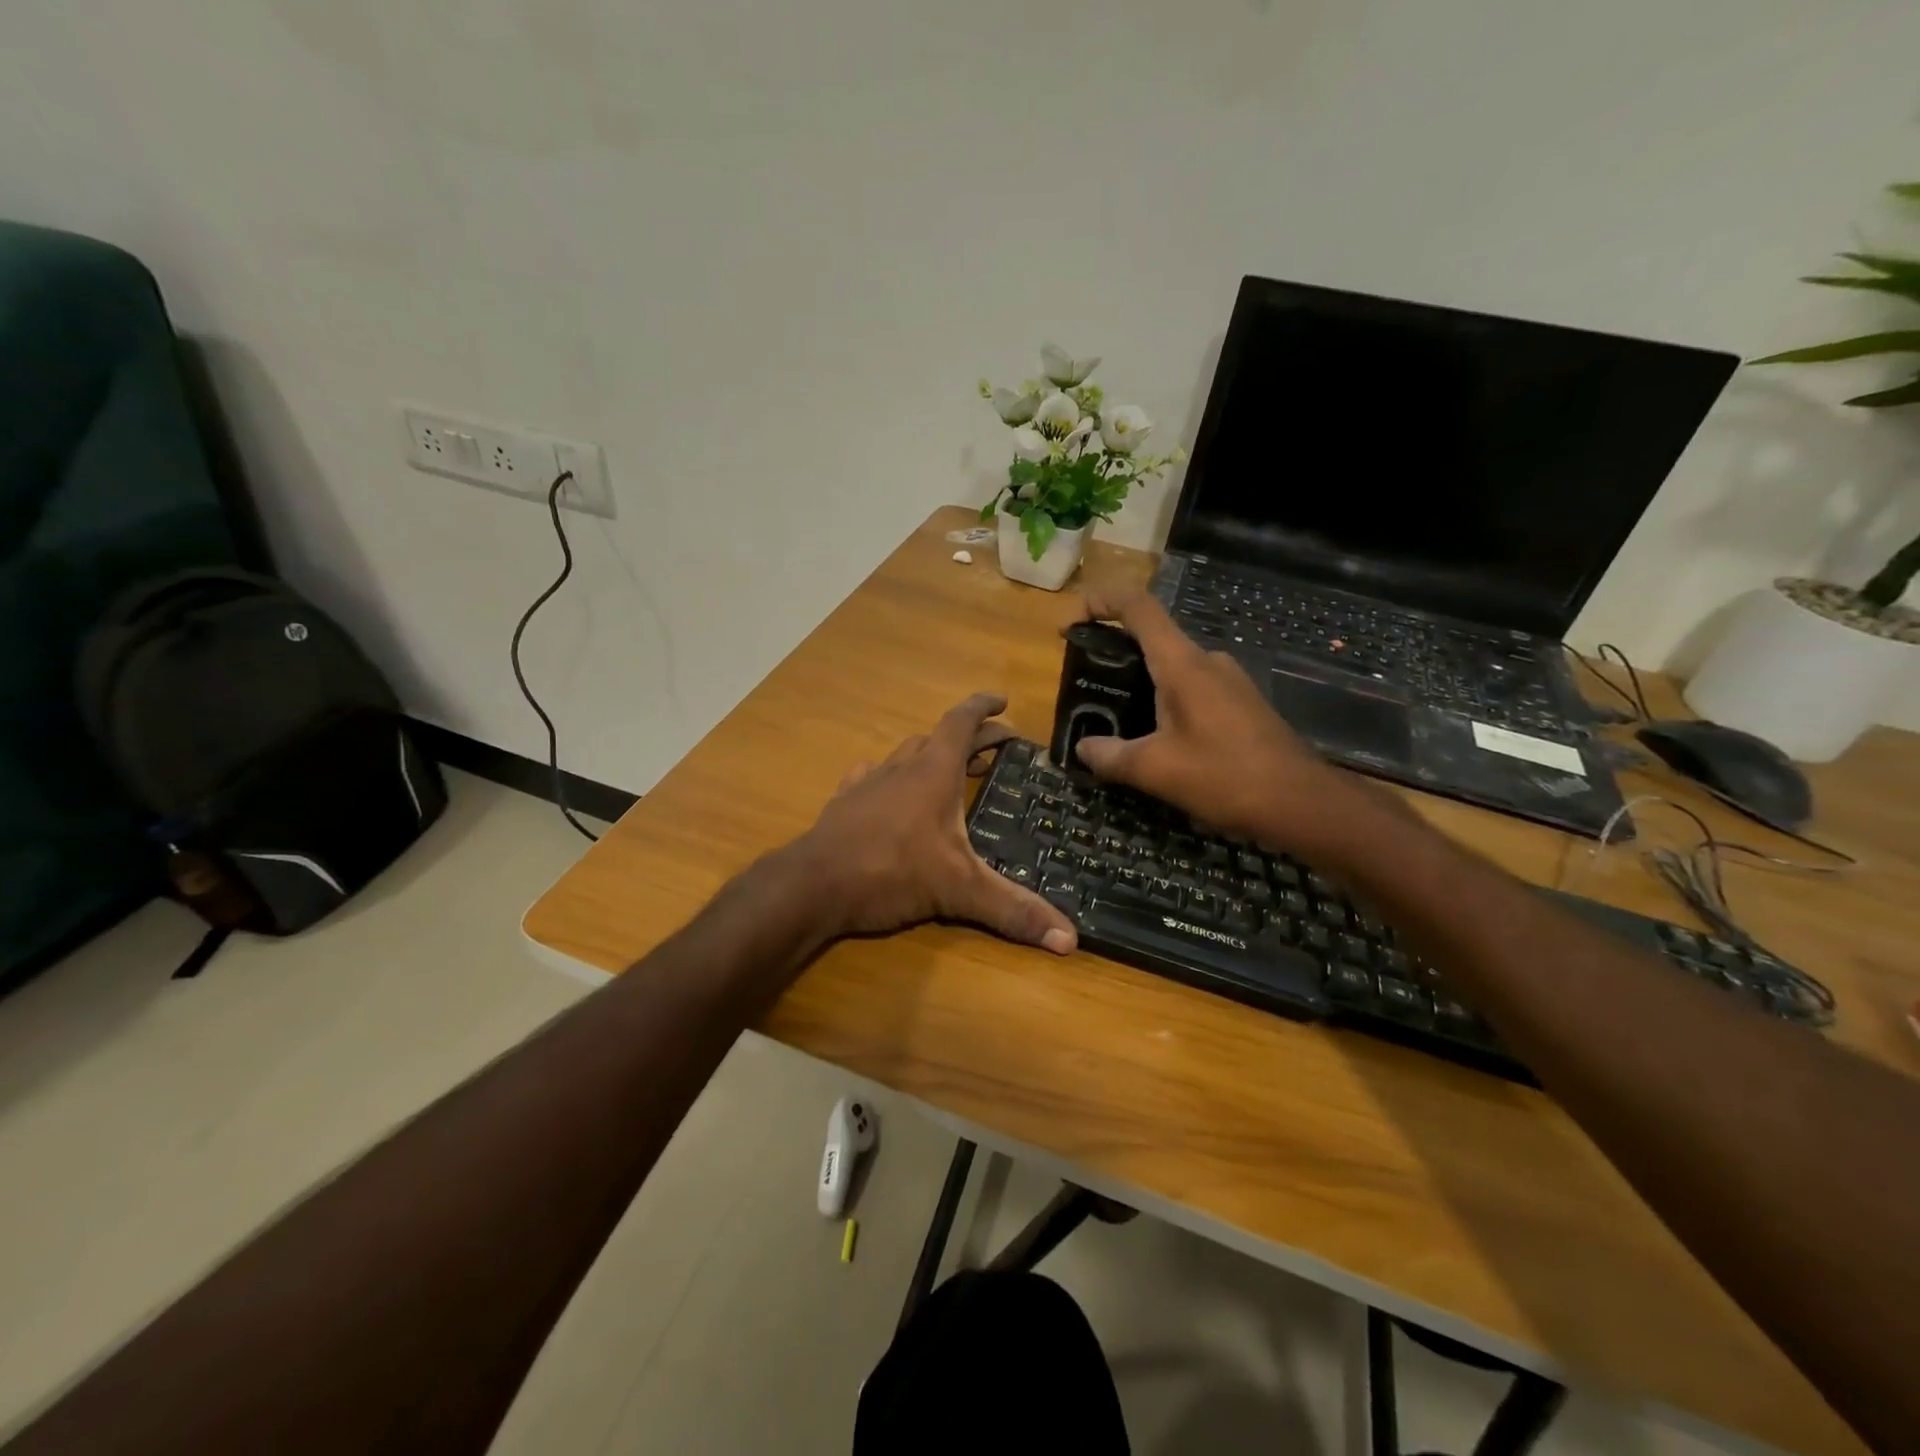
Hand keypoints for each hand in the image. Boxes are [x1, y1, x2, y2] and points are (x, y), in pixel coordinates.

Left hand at [796, 694, 1077, 952]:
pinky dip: (889, 777)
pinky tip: (889, 791)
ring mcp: (868, 784)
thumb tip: (1070, 940)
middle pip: (938, 738)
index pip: (962, 721)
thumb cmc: (891, 872)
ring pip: (905, 754)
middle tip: (995, 748)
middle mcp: (901, 768)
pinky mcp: (844, 804)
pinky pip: (871, 776)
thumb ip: (1012, 910)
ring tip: (950, 772)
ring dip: (930, 755)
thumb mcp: (960, 890)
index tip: (1003, 701)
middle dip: (970, 738)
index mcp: (933, 772)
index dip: (984, 707)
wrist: (813, 885)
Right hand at [1066, 591, 1401, 859]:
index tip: (1069, 626)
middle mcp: (1207, 661)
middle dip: (1112, 655)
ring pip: (1172, 668)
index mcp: (1182, 664)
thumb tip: (1083, 749)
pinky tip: (1156, 741)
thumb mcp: (1155, 770)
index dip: (1098, 603)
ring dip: (1139, 685)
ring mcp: (1229, 681)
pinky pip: (1192, 690)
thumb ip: (1111, 756)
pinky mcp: (1241, 704)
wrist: (1303, 804)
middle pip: (1151, 637)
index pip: (1137, 606)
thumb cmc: (1226, 777)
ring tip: (1114, 721)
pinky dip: (1164, 702)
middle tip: (1086, 689)